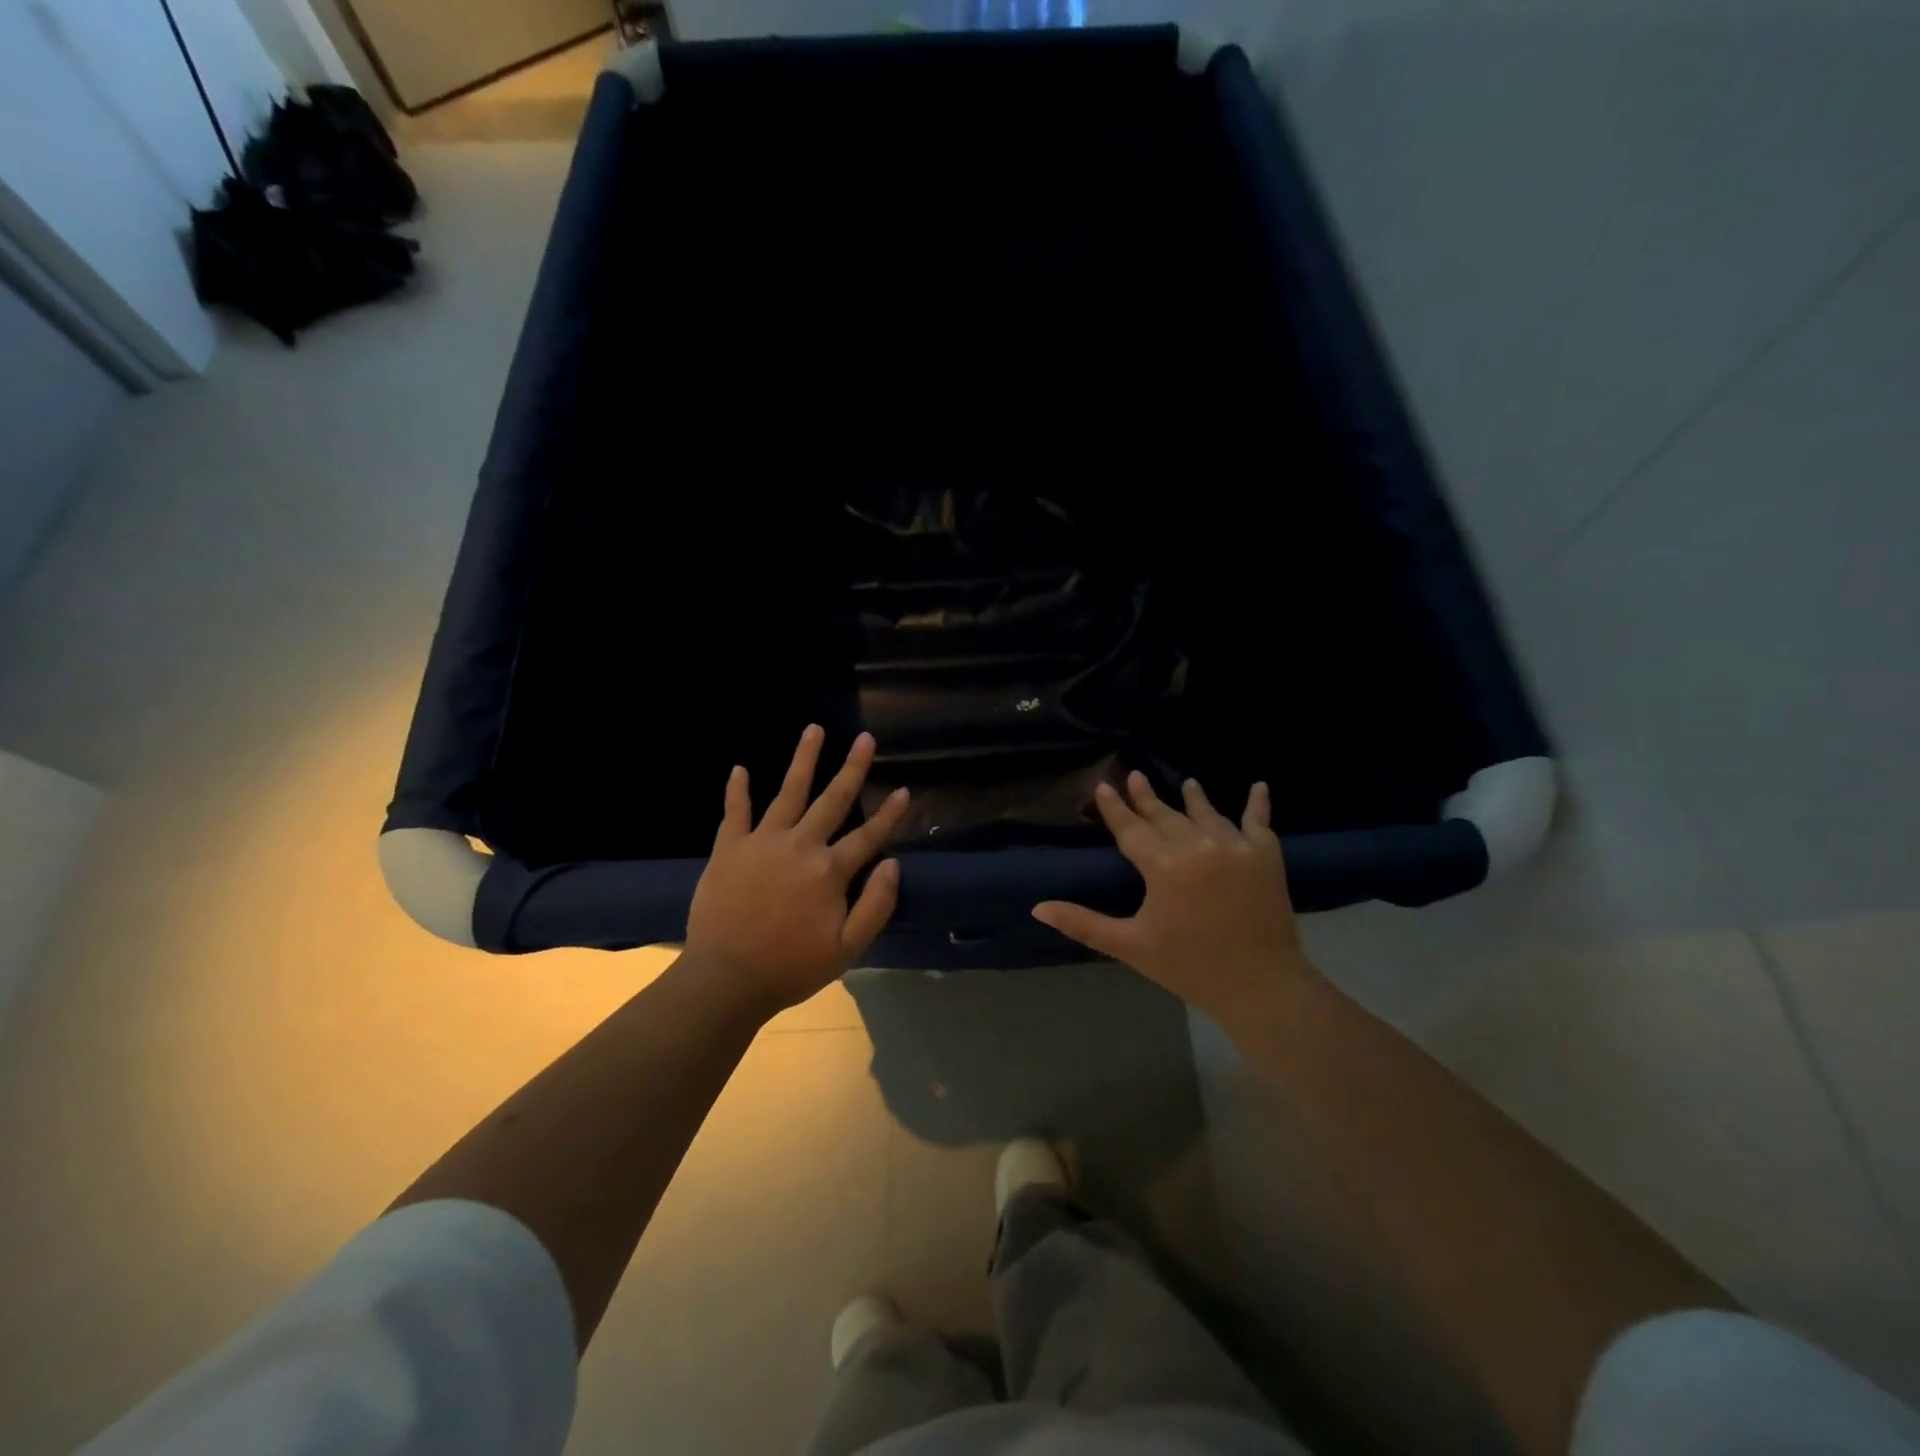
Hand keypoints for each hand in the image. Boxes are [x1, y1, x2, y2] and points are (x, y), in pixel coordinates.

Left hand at [686, 726, 909, 1014]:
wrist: (726, 979)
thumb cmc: (791, 967)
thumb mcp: (847, 948)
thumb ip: (876, 905)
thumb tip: (893, 864)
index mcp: (830, 871)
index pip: (869, 836)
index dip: (890, 814)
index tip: (904, 790)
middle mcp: (800, 846)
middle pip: (832, 800)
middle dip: (852, 768)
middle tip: (865, 738)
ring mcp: (762, 842)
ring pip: (788, 792)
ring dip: (803, 760)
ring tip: (814, 729)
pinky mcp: (729, 848)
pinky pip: (735, 812)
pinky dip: (737, 790)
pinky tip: (739, 768)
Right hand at [1032, 772, 1312, 1023]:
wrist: (1260, 984)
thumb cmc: (1189, 966)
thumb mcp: (1130, 945)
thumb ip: (1083, 923)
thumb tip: (1037, 908)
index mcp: (1163, 865)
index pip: (1131, 828)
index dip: (1115, 808)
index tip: (1103, 786)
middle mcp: (1198, 845)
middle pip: (1166, 815)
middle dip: (1147, 797)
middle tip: (1135, 776)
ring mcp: (1235, 846)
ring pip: (1207, 813)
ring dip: (1194, 798)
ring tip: (1187, 783)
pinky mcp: (1266, 855)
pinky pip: (1259, 821)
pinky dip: (1258, 803)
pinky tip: (1259, 786)